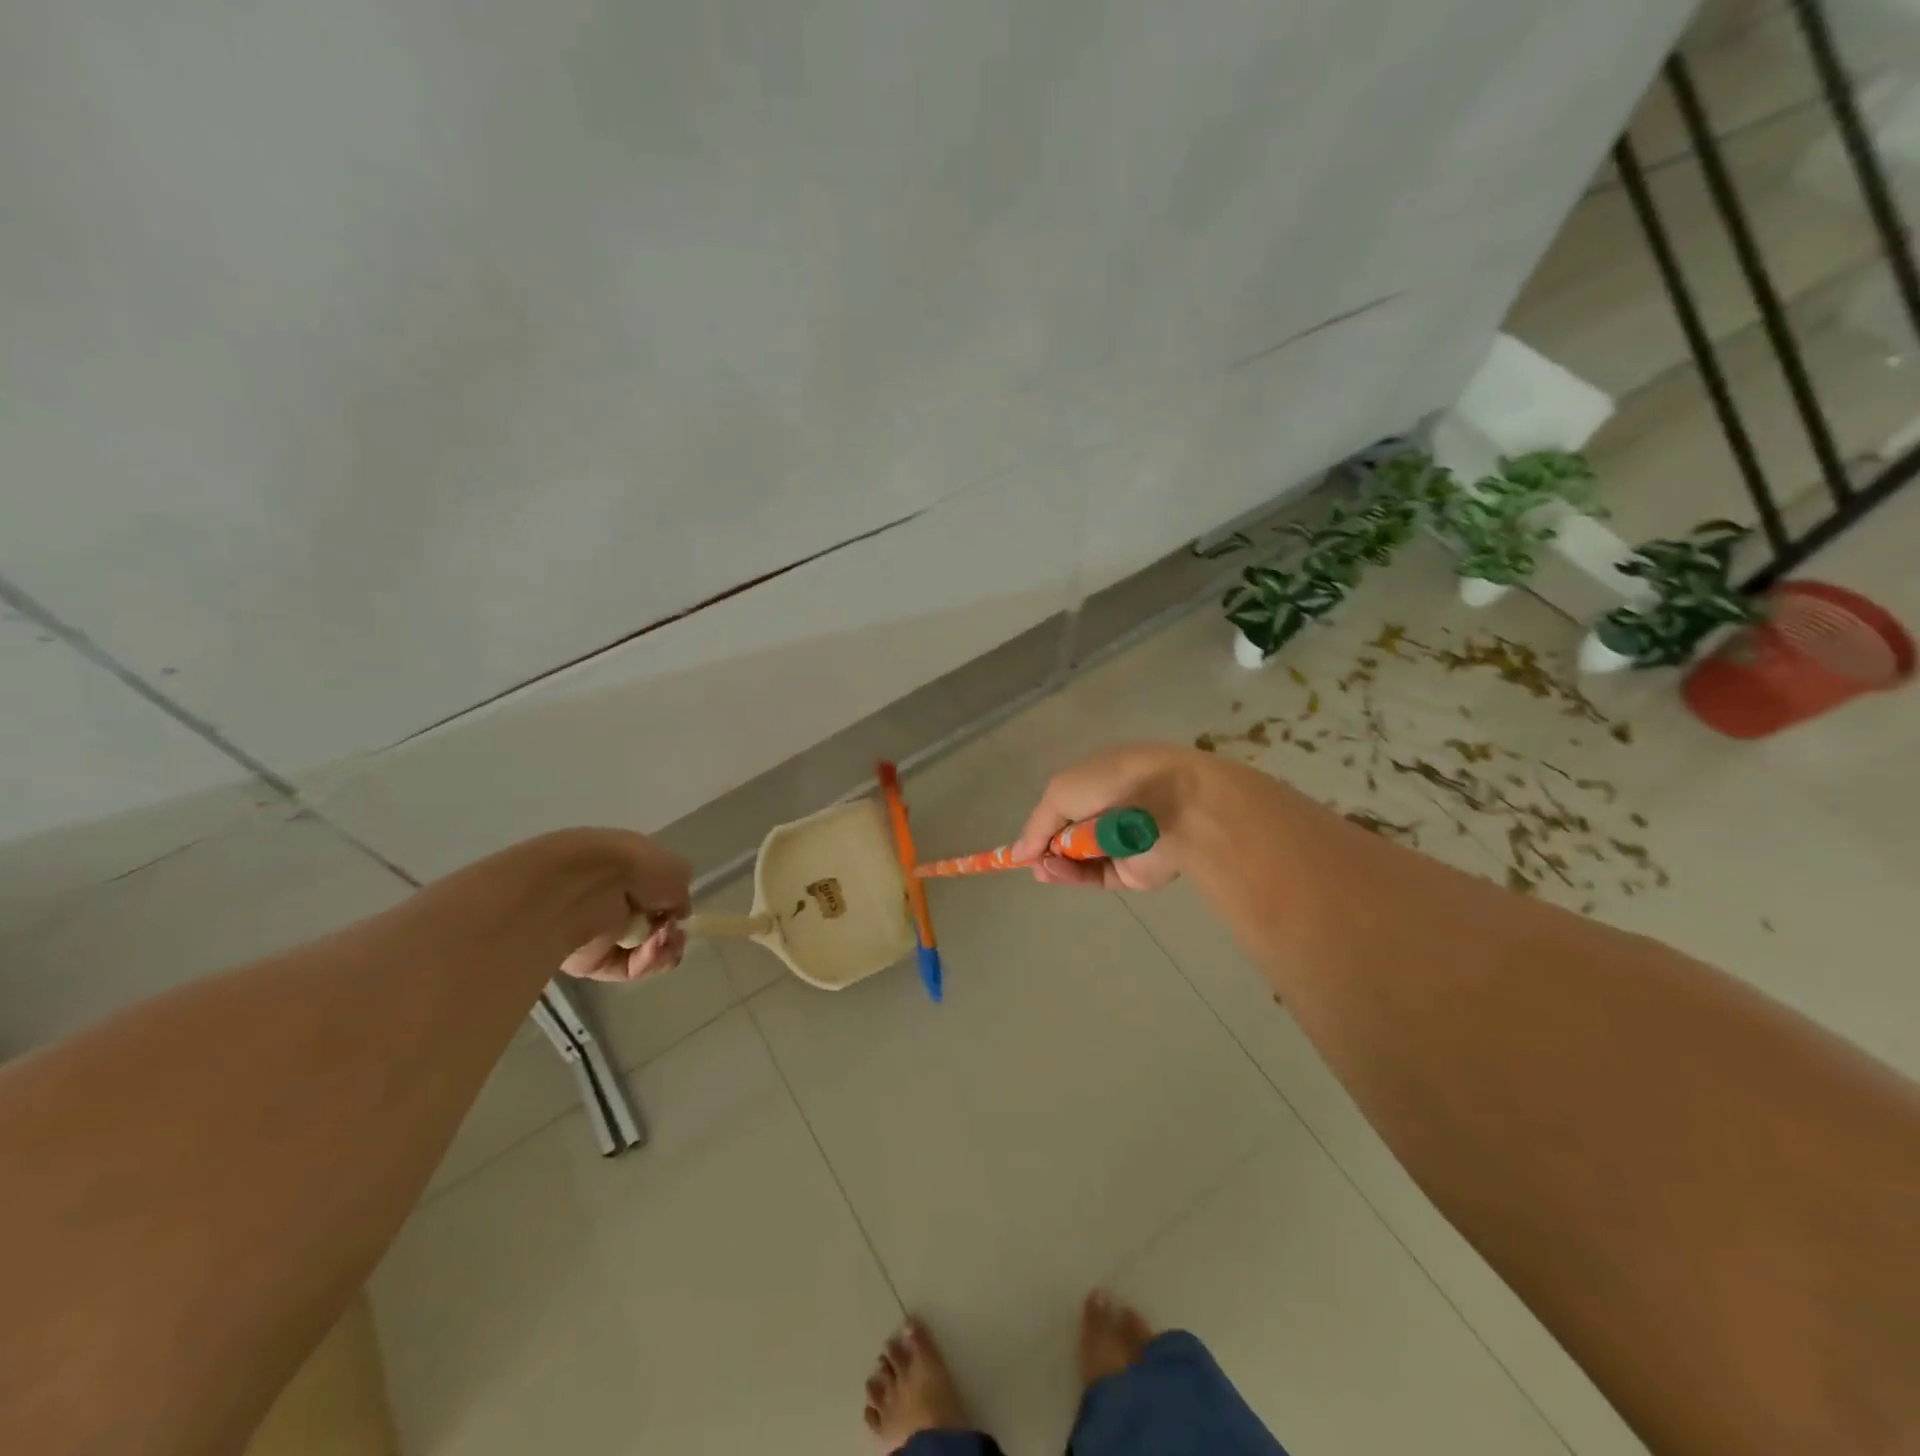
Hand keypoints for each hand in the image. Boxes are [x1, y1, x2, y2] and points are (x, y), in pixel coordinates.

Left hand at [557, 830, 692, 982]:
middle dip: (672, 934)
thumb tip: (676, 912)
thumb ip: (681, 893)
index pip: (656, 895)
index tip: (683, 913)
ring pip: (644, 952)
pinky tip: (651, 948)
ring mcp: (602, 933)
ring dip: (663, 949)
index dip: (675, 906)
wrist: (584, 886)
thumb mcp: (676, 869)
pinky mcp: (591, 962)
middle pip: (653, 928)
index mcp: (629, 872)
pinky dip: (646, 961)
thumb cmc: (634, 867)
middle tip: (677, 935)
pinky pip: (628, 968)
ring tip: (665, 940)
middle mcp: (614, 901)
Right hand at [1012, 743, 1213, 890]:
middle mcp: (1110, 813)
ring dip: (1056, 863)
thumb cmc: (1113, 783)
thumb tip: (1018, 853)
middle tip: (1030, 860)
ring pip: (1080, 861)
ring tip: (1041, 866)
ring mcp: (1121, 844)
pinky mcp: (1132, 873)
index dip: (1042, 827)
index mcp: (1098, 783)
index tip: (1022, 846)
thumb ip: (1037, 825)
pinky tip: (1054, 870)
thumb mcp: (1061, 792)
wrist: (1174, 804)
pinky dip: (1073, 875)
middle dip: (1046, 848)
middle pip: (1069, 837)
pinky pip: (1096, 876)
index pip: (1064, 808)